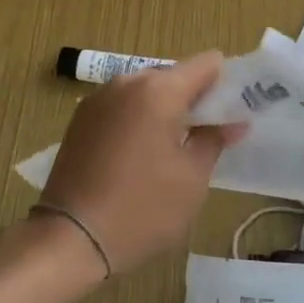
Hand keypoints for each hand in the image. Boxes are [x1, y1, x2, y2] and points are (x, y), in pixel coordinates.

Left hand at [40, 53, 244, 276]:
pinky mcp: (80, 118)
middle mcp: (126, 82)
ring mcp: (98, 98)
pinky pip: (122, 106)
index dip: (225, 82)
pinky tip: (140, 154)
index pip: (206, 64)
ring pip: (146, 90)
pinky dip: (138, 118)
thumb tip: (234, 122)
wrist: (69, 238)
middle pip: (174, 75)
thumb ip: (214, 140)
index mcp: (159, 90)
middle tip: (207, 135)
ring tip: (173, 148)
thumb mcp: (191, 179)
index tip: (233, 111)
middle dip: (194, 98)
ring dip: (164, 109)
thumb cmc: (141, 209)